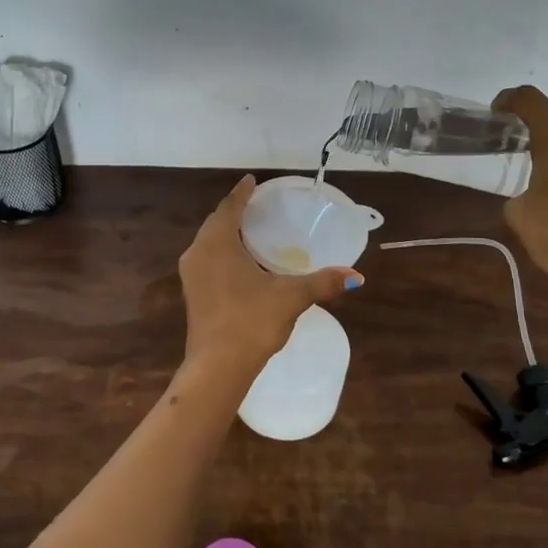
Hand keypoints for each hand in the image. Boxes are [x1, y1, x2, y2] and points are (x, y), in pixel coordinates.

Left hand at [179, 176, 362, 372]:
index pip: (230, 207)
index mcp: (218, 243)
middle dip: (234, 211)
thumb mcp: (291, 297)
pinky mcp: (192, 293)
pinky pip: (206, 259)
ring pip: (209, 242)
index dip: (242, 192)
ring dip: (226, 232)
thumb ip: (322, 282)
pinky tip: (238, 261)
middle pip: (216, 222)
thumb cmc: (252, 321)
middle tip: (256, 203)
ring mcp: (191, 274)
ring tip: (249, 229)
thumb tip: (356, 276)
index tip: (252, 180)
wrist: (217, 367)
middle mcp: (198, 252)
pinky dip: (221, 251)